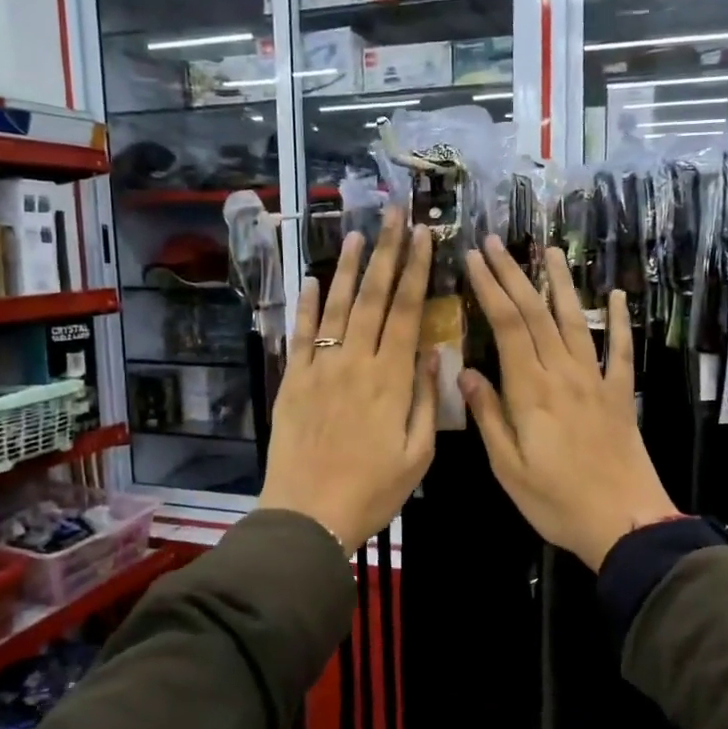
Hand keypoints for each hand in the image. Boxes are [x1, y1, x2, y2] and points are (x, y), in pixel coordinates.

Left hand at [259, 208, 437, 553]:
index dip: (417, 270)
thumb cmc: (372, 491)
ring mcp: (320, 368)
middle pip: (375, 297)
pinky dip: (308, 305)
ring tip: (360, 233)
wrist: (308, 515)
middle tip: (395, 213)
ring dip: (350, 268)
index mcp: (391, 380)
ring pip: (338, 307)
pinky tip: (315, 280)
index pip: (408, 311)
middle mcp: (356, 362)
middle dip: (388, 252)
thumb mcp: (418, 455)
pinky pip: (302, 335)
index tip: (424, 236)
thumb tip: (434, 354)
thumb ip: (427, 401)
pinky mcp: (293, 380)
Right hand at [459, 239, 678, 570]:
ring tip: (548, 251)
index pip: (506, 324)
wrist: (624, 521)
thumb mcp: (508, 467)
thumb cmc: (556, 501)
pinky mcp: (620, 394)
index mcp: (530, 390)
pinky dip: (617, 321)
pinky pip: (619, 350)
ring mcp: (596, 380)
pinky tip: (616, 297)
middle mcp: (563, 373)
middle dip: (513, 274)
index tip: (474, 258)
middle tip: (496, 242)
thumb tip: (464, 373)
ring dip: (560, 283)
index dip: (489, 287)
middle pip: (536, 312)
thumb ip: (487, 416)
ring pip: (574, 321)